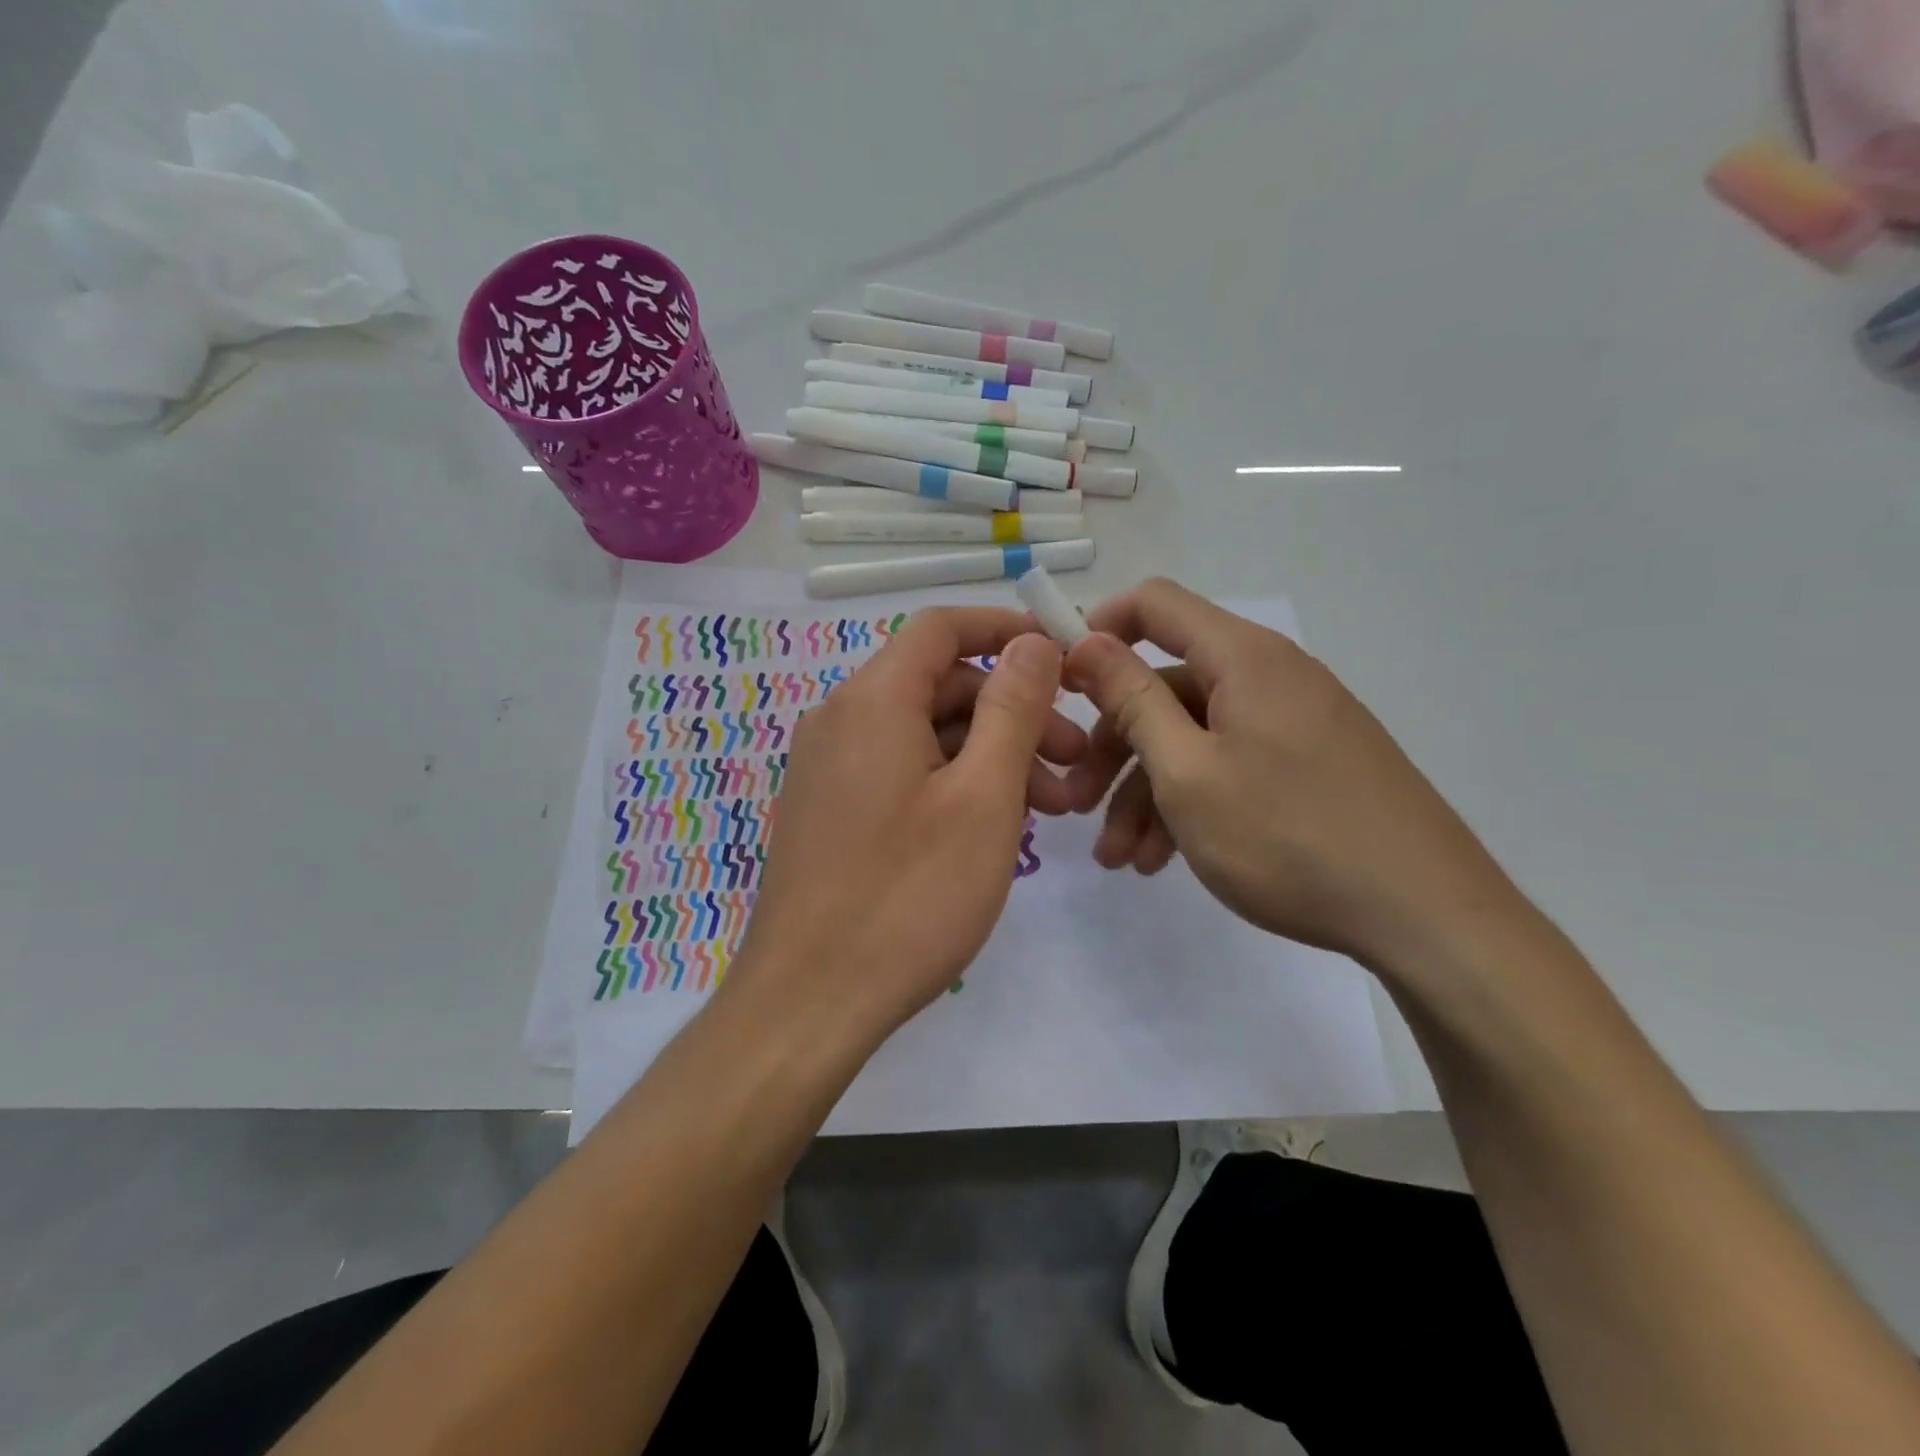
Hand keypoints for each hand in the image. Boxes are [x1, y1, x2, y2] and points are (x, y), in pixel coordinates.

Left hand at [726, 610, 1085, 1044]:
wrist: (809, 1001)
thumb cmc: (908, 896)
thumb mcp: (982, 797)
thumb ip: (1012, 708)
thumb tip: (1032, 643)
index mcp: (873, 700)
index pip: (942, 628)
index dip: (1006, 631)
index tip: (1063, 658)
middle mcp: (841, 720)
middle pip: (940, 686)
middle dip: (1014, 713)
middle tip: (1075, 762)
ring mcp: (830, 768)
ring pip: (925, 735)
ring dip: (991, 756)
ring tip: (1052, 807)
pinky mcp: (831, 811)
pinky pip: (902, 772)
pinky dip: (953, 784)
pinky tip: (995, 828)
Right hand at [1061, 578, 1516, 971]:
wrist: (1425, 917)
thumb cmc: (1289, 836)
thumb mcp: (1188, 771)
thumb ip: (1132, 700)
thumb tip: (1087, 640)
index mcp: (1244, 658)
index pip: (1154, 605)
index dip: (1098, 630)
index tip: (1057, 685)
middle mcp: (1269, 678)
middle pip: (1165, 688)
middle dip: (1112, 747)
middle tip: (1076, 806)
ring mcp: (1291, 725)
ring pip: (1192, 739)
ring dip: (1145, 794)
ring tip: (1120, 860)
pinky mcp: (1306, 767)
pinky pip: (1227, 767)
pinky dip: (1188, 805)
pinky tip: (1163, 861)